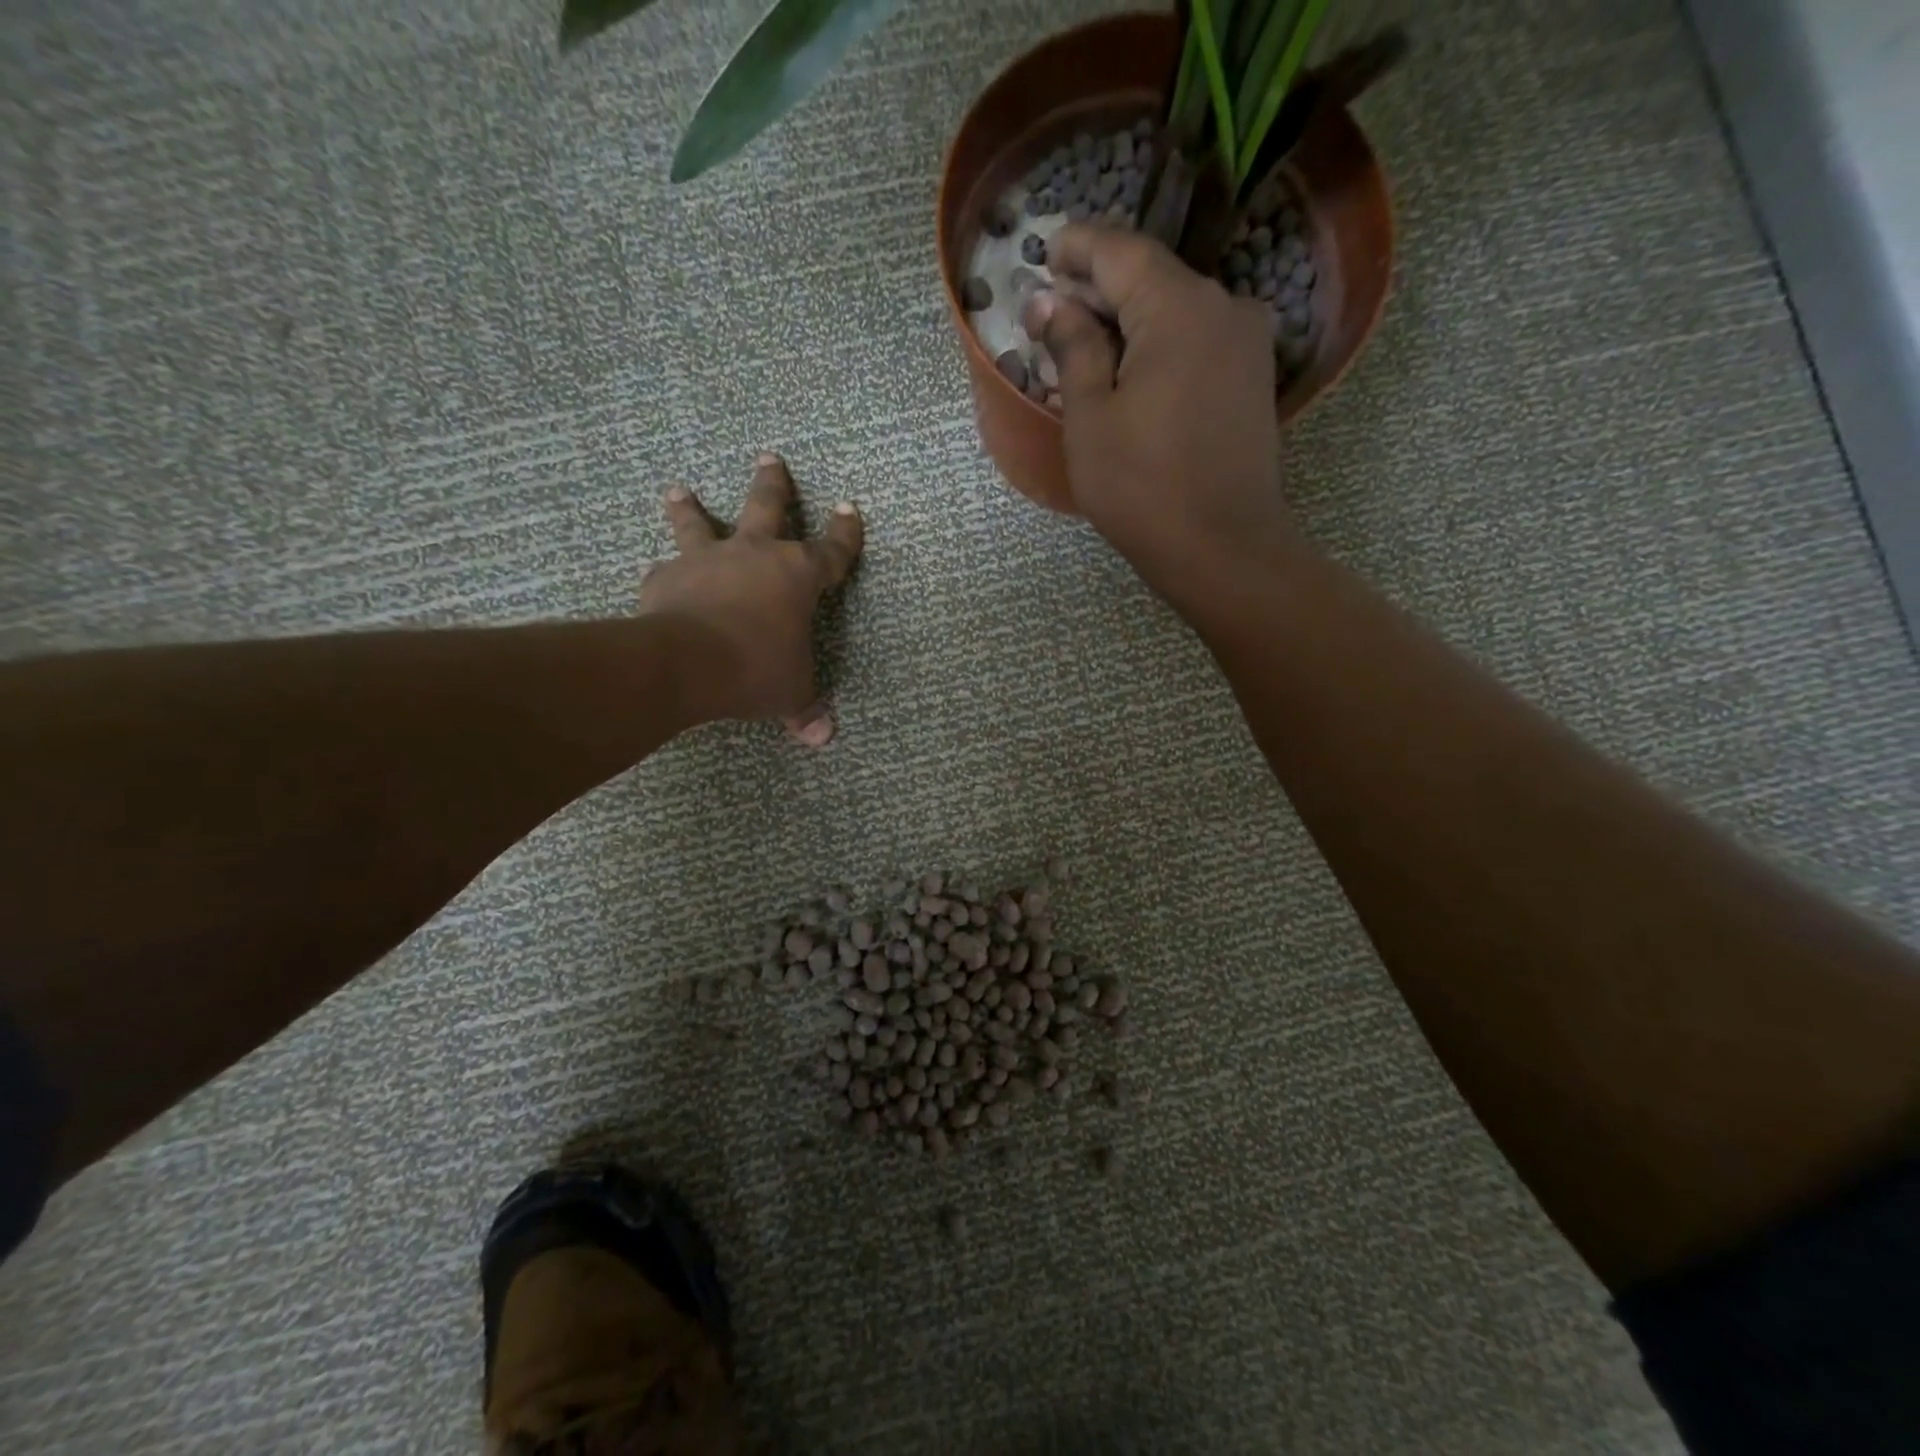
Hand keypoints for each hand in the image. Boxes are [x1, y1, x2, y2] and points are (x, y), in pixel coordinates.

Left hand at [640, 453, 862, 744]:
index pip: (832, 550)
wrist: (689, 663)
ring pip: (699, 522)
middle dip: (772, 483)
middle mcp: (754, 555)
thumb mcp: (791, 693)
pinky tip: (658, 575)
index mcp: (797, 576)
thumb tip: (823, 737)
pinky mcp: (667, 577)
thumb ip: (806, 709)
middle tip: (769, 456)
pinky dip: (665, 573)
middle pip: (766, 507)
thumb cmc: (757, 670)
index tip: (849, 508)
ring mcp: (708, 561)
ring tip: (677, 488)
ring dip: (689, 505)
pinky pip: (666, 570)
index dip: (844, 533)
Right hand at [1025, 225, 1303, 607]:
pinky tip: (1130, 373)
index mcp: (1180, 307)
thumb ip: (1072, 348)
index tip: (1044, 252)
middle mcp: (1224, 307)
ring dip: (1129, 322)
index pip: (1121, 251)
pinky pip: (1197, 343)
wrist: (1223, 548)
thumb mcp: (1091, 418)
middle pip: (1152, 278)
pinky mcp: (1253, 379)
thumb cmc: (1143, 487)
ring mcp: (1247, 344)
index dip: (1078, 248)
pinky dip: (1159, 346)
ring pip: (1176, 312)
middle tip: (1053, 309)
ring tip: (1085, 347)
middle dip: (1100, 289)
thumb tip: (1050, 303)